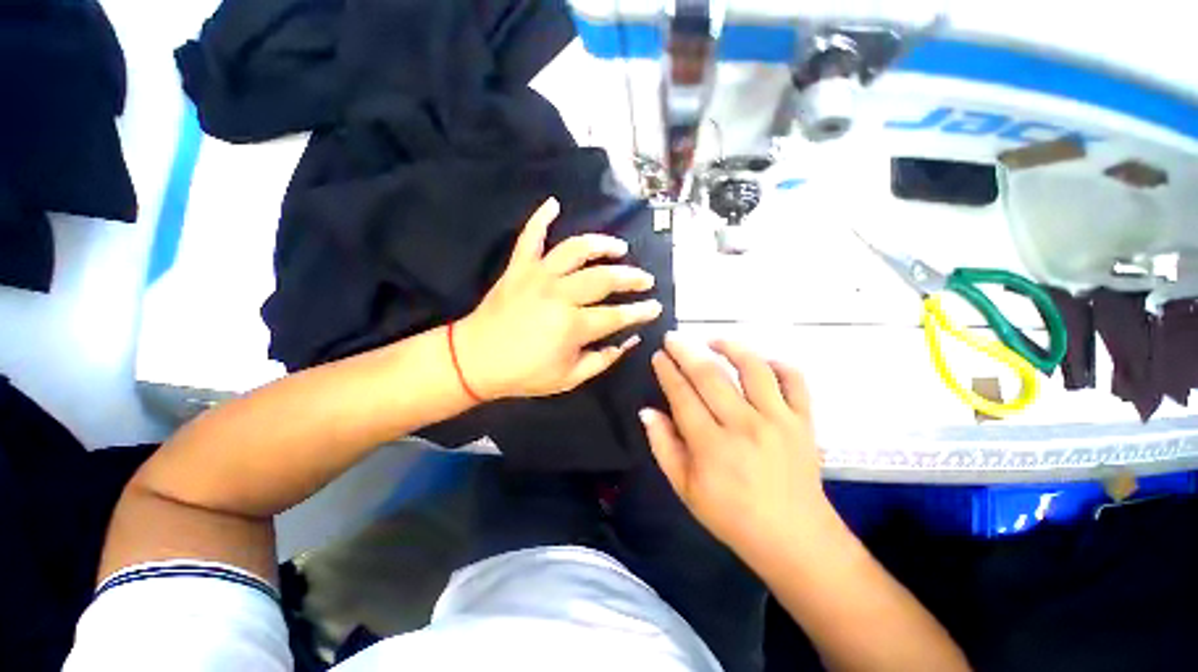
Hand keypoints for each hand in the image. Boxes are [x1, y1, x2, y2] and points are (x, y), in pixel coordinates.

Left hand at [455, 197, 662, 399]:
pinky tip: (554, 204)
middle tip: (645, 279)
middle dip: (631, 278)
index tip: (656, 306)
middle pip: (604, 278)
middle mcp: (560, 294)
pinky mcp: (518, 268)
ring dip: (601, 245)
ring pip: (576, 250)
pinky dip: (541, 218)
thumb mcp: (569, 378)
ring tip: (618, 248)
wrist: (475, 360)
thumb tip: (629, 340)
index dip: (641, 311)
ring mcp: (538, 276)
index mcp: (573, 325)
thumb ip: (603, 359)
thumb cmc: (525, 374)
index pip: (618, 315)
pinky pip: (530, 236)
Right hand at [641, 335, 834, 562]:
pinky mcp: (804, 422)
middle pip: (711, 376)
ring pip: (753, 368)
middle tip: (673, 337)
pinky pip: (795, 381)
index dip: (668, 372)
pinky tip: (760, 361)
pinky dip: (778, 364)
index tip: (658, 355)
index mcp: (712, 446)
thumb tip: (647, 411)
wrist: (794, 539)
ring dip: (730, 347)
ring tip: (713, 340)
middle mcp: (745, 426)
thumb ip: (663, 447)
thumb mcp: (685, 490)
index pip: (683, 396)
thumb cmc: (732, 517)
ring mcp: (778, 420)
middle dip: (687, 351)